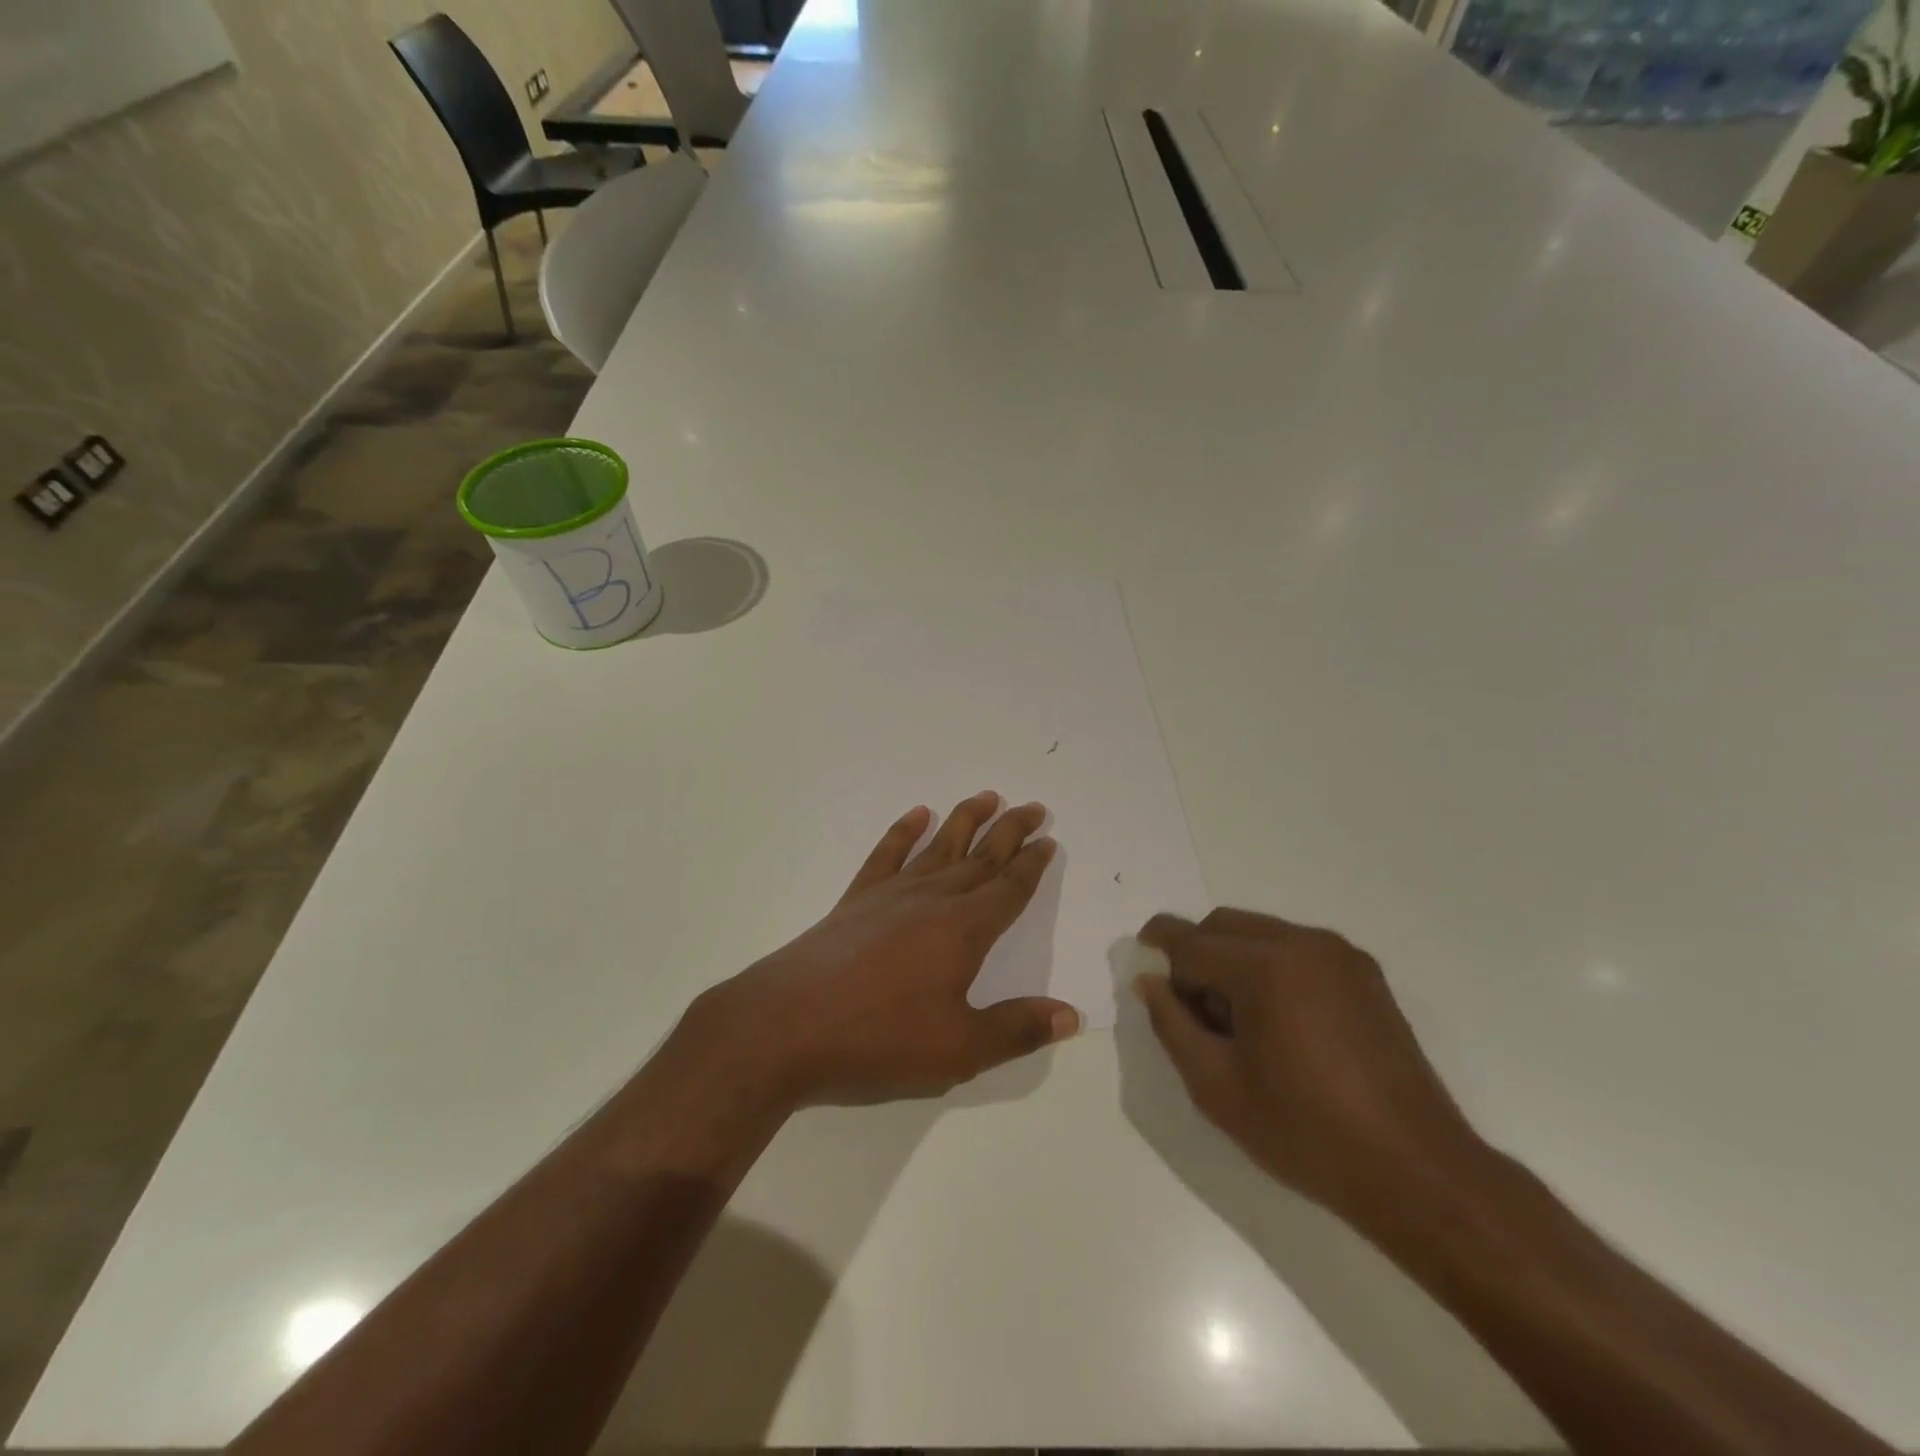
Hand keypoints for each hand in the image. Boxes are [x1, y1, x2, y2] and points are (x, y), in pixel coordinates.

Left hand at [680, 792, 1079, 1108]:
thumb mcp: (958, 1050)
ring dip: (965, 820)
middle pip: (980, 857)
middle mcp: (932, 900)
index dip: (1031, 865)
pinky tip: (916, 815)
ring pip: (939, 847)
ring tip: (987, 796)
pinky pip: (886, 854)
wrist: (787, 1026)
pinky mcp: (855, 900)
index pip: (1008, 889)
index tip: (1047, 840)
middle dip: (1009, 831)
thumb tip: (1071, 1015)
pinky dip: (903, 831)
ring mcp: (890, 894)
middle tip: (1033, 807)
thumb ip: (1016, 1030)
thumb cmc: (878, 1039)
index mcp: (963, 930)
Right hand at [1132, 908, 1484, 1222]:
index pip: (1191, 942)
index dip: (1159, 950)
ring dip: (1232, 959)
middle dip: (1196, 954)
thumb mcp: (1216, 1087)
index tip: (1141, 961)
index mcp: (1266, 967)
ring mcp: (1339, 954)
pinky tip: (1278, 1022)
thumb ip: (1171, 1024)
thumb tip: (1150, 981)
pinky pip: (1296, 949)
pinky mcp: (1364, 973)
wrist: (1416, 1171)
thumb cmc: (1306, 1132)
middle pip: (1224, 925)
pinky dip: (1270, 967)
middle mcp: (1303, 943)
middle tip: (1192, 1010)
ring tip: (1238, 1022)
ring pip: (1260, 932)